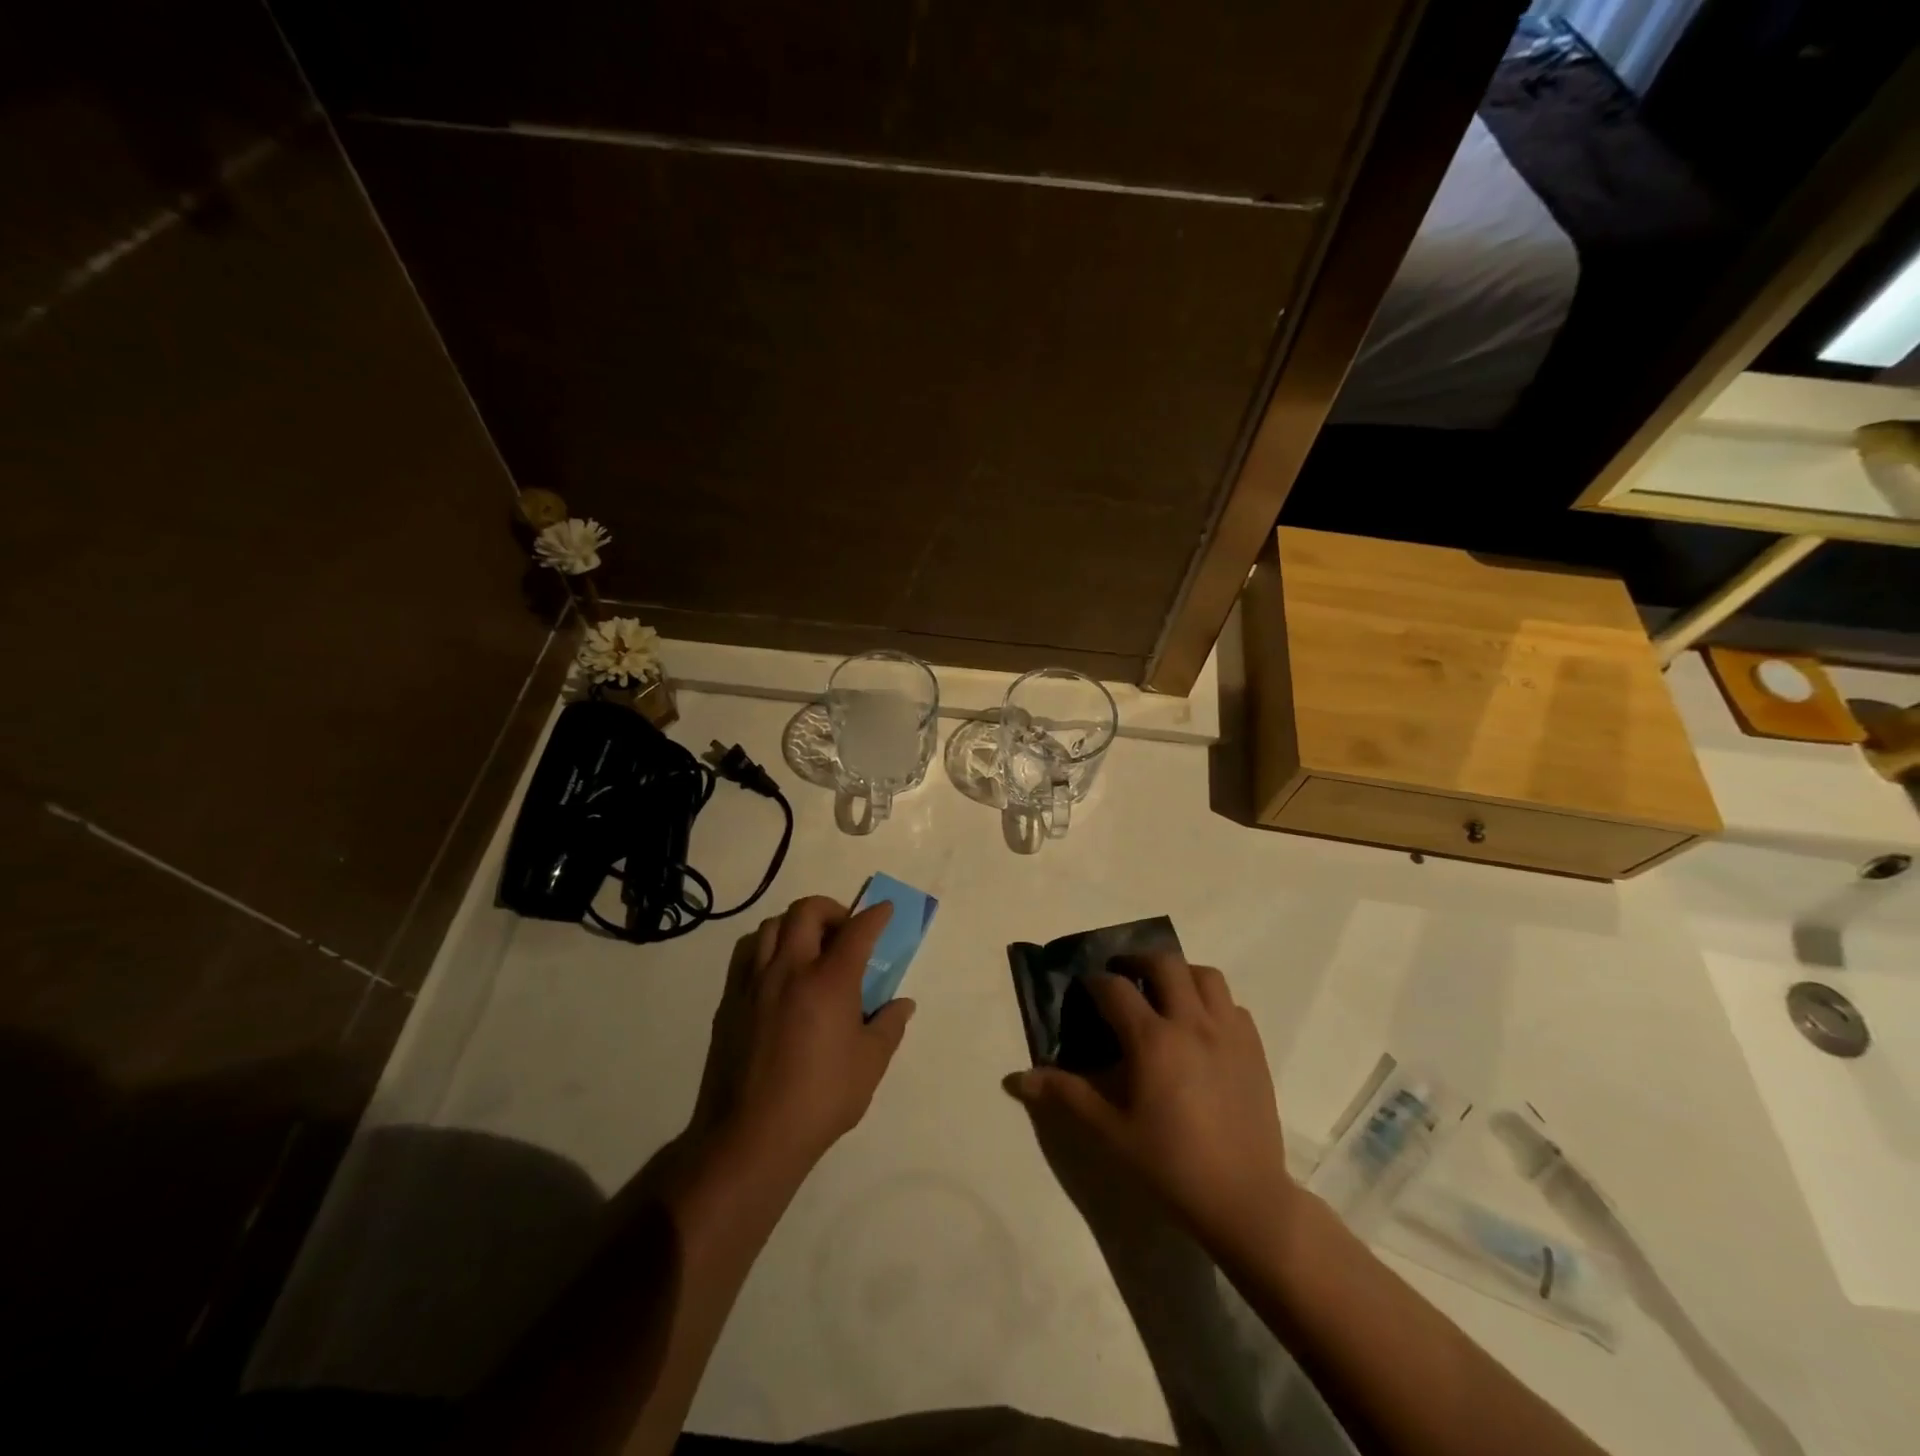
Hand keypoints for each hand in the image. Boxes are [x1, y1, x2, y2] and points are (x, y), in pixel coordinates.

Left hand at [689, 896, 914, 1184]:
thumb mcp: (870, 1065)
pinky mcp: (730, 1001)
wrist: (752, 1136)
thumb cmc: (821, 1099)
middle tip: (845, 931)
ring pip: (772, 925)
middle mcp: (790, 969)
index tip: (884, 910)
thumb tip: (903, 1004)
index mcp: (829, 981)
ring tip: (810, 949)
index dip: (875, 915)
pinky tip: (780, 975)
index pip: (857, 930)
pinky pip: (748, 954)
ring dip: (796, 925)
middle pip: (807, 911)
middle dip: (832, 909)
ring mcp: (754, 983)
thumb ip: (889, 1026)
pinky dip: (769, 948)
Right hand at [1005, 954, 1293, 1255]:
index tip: (1086, 990)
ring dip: (1180, 974)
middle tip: (1124, 976)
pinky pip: (1233, 1006)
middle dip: (1138, 961)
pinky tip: (1202, 1026)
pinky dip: (1213, 1003)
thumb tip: (1018, 1078)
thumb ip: (1066, 1095)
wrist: (1243, 1200)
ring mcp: (1228, 1033)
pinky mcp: (1254, 1049)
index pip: (1116, 988)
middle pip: (1164, 963)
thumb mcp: (1109, 1132)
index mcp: (1152, 1040)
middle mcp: (1191, 1023)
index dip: (1096, 982)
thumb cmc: (1169, 1165)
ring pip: (1206, 976)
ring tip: (1166, 992)